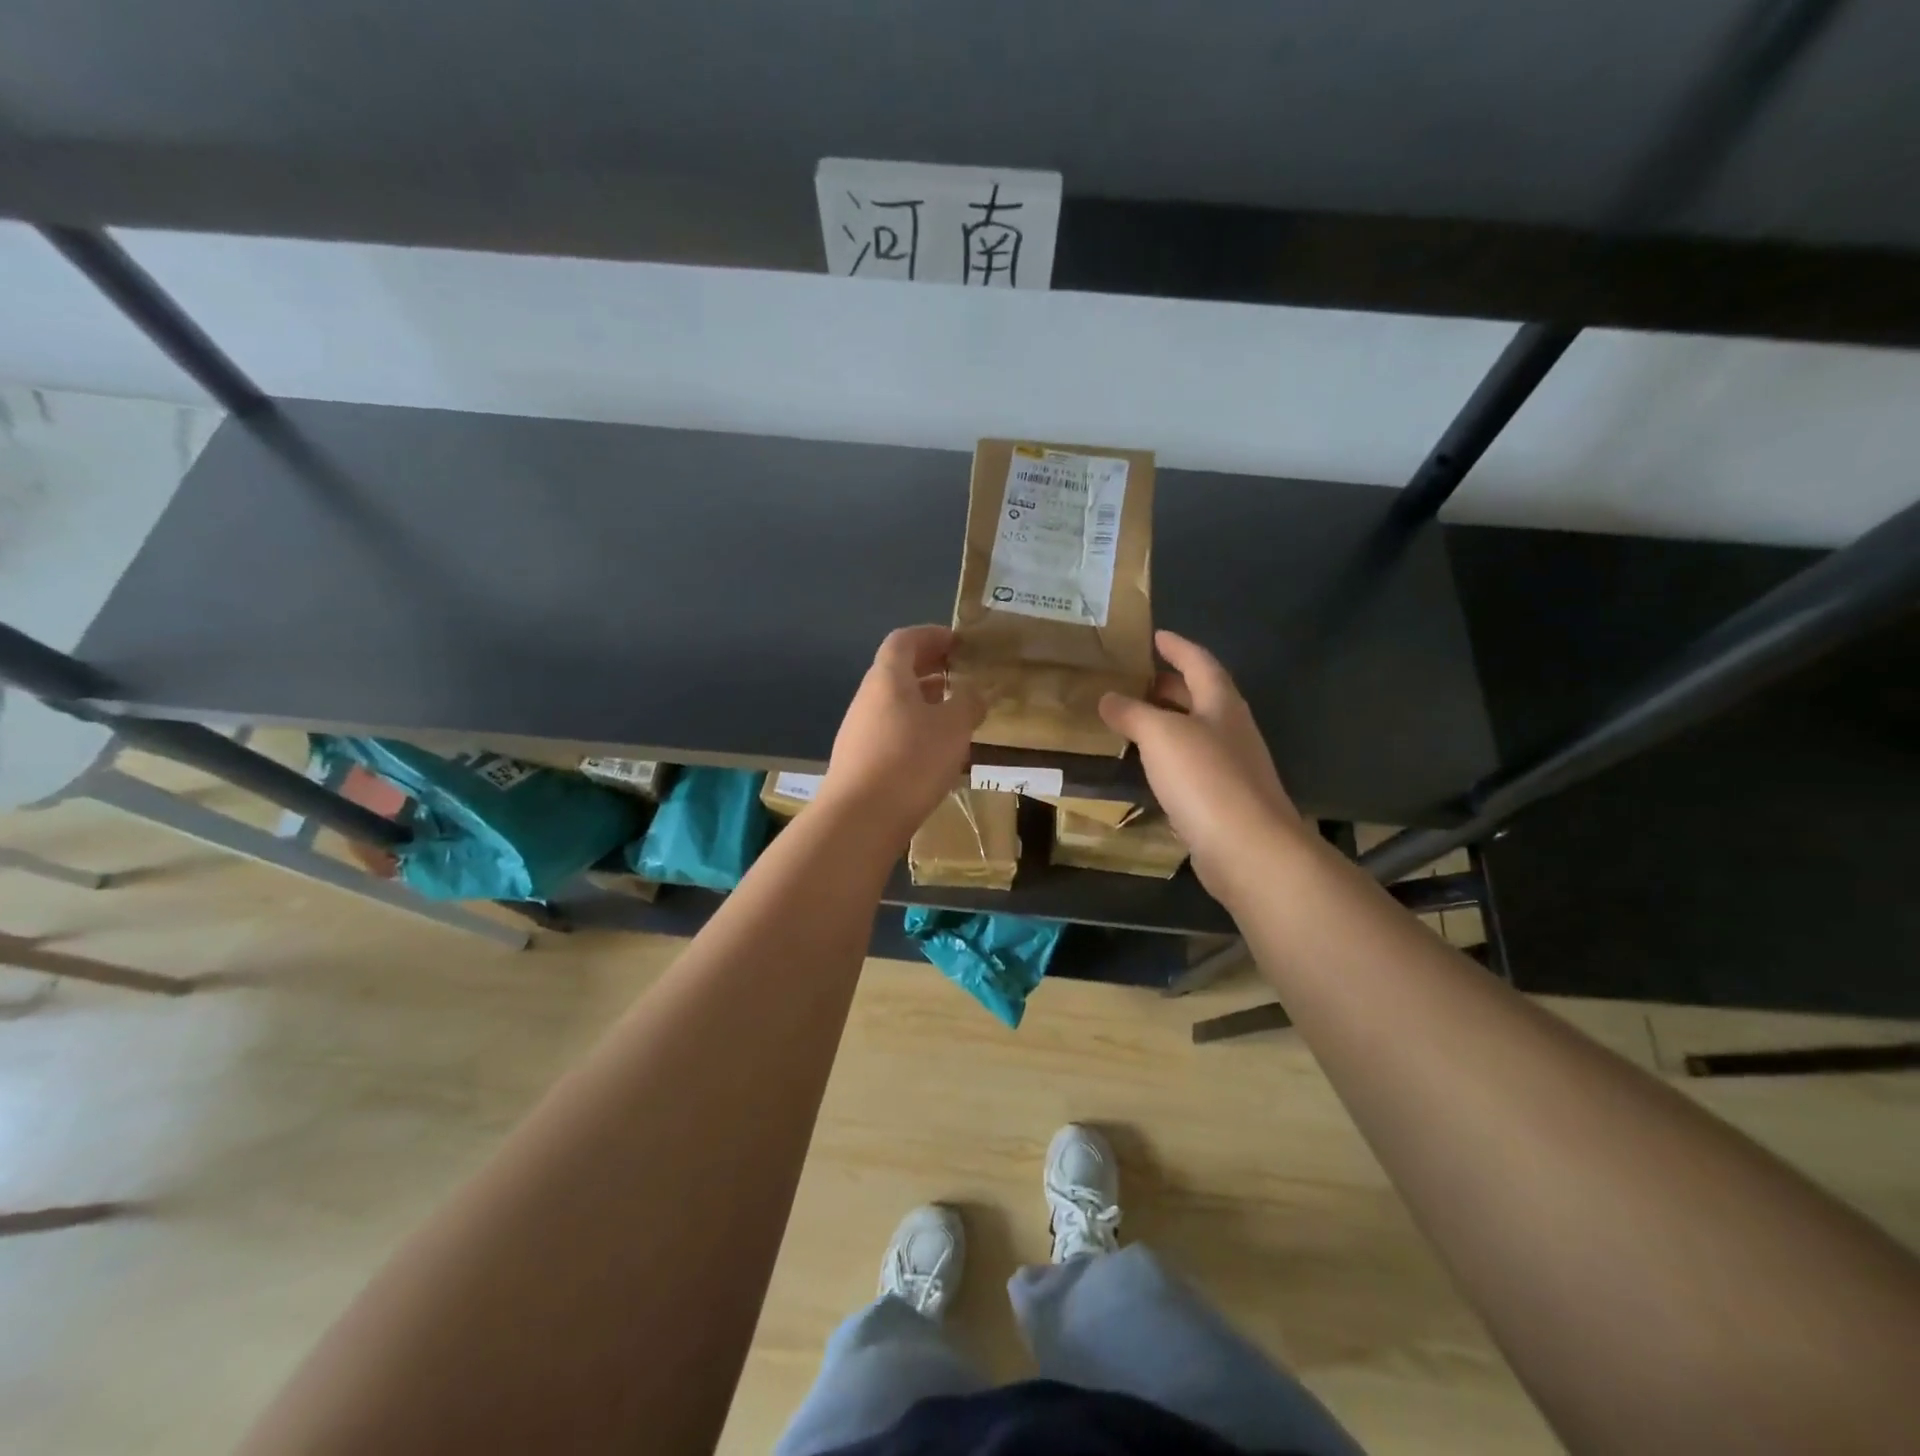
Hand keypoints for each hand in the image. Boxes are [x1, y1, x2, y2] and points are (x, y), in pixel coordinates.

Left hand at [819, 625, 984, 847]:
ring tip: (953, 711)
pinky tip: (934, 749)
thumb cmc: (911, 761)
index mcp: (888, 678)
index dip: (931, 635)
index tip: (957, 642)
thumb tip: (975, 692)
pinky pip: (890, 729)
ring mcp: (859, 729)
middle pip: (897, 670)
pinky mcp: (859, 759)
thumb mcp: (953, 727)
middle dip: (929, 667)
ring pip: (894, 702)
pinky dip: (914, 727)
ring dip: (923, 699)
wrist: (860, 818)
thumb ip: (968, 703)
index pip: (905, 640)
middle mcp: (868, 697)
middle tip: (959, 673)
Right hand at [1098, 631, 1307, 897]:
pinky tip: (1149, 768)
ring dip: (1168, 722)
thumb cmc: (1205, 778)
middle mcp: (1232, 730)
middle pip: (1200, 697)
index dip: (1178, 647)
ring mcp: (1232, 767)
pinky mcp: (1224, 800)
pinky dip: (1169, 758)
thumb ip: (1132, 713)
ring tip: (1134, 720)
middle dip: (1170, 685)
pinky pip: (1192, 767)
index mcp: (1222, 704)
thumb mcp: (1160, 735)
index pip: (1199, 663)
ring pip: (1196, 733)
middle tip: (1136, 679)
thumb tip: (1108, 697)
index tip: (1155, 636)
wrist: (1248, 848)